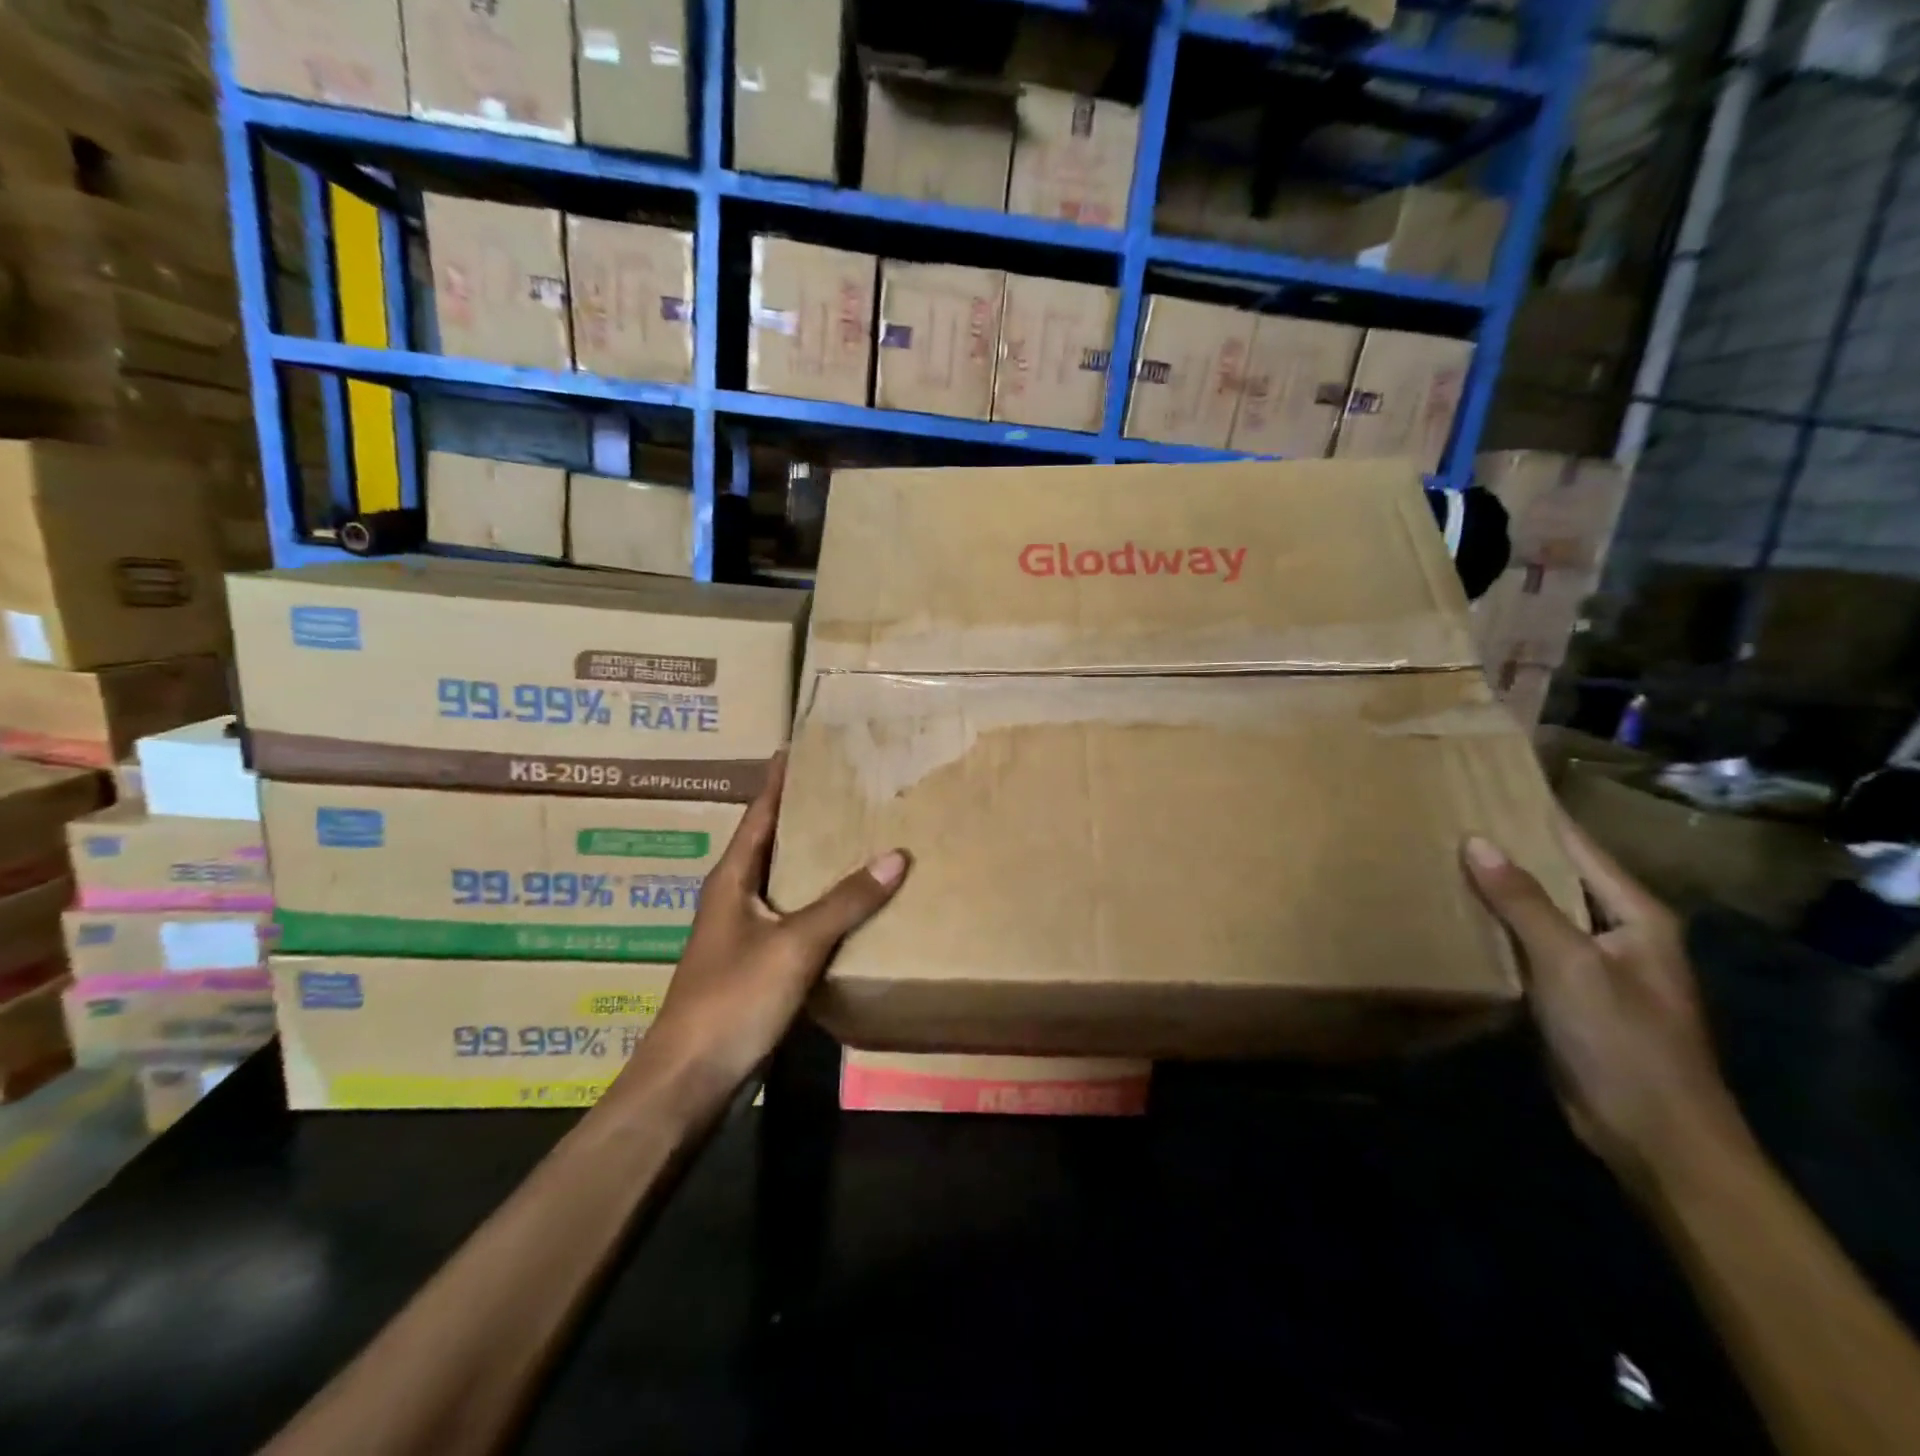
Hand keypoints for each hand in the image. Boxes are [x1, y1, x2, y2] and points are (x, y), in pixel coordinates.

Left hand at [640, 754, 908, 1096]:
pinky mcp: (757, 966)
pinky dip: (822, 904)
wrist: (690, 1081)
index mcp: (732, 878)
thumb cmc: (732, 999)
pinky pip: (795, 919)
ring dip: (817, 861)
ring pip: (786, 882)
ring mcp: (744, 934)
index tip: (802, 746)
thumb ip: (846, 901)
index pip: (760, 812)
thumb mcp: (794, 944)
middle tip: (851, 788)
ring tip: (861, 836)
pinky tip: (853, 904)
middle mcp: (735, 897)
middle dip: (807, 815)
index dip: (780, 779)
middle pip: (774, 842)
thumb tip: (897, 855)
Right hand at [1462, 815, 1735, 1180]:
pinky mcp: (1567, 994)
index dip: (1534, 815)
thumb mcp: (1570, 963)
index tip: (1484, 786)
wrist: (1652, 1134)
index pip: (1577, 845)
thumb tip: (1476, 841)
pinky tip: (1453, 916)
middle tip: (1445, 818)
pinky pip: (1524, 946)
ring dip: (1494, 891)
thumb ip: (1522, 901)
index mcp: (1634, 914)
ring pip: (1535, 912)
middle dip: (1505, 850)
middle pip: (1554, 876)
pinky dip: (1493, 929)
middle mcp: (1616, 931)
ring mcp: (1591, 964)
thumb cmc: (1621, 1039)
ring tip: (1437, 858)